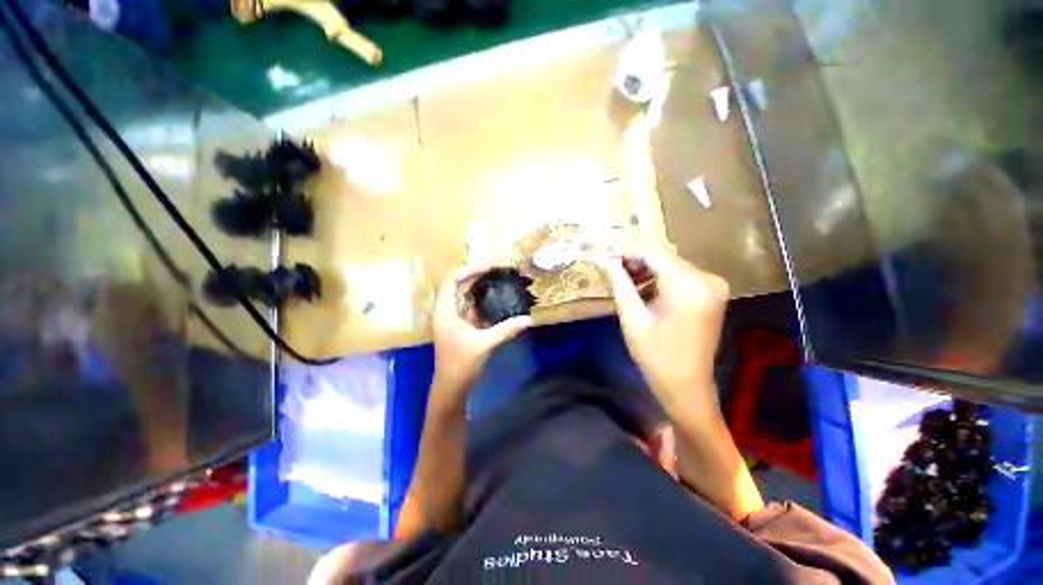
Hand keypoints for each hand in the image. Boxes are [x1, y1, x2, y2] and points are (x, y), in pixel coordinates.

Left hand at [432, 266, 531, 400]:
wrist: (451, 387)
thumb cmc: (461, 364)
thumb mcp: (484, 344)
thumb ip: (506, 330)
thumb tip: (529, 319)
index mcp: (445, 310)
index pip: (451, 279)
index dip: (469, 269)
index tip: (490, 267)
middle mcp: (448, 311)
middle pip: (460, 285)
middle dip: (479, 275)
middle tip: (500, 270)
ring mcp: (455, 319)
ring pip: (467, 296)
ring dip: (482, 287)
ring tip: (501, 279)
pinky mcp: (462, 327)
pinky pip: (472, 308)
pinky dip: (484, 301)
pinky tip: (498, 298)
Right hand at [595, 250, 728, 415]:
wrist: (687, 386)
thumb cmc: (655, 356)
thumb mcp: (631, 318)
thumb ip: (618, 283)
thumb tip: (600, 258)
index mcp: (688, 286)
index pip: (651, 251)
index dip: (623, 249)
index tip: (601, 252)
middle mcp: (707, 278)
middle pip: (662, 255)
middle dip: (632, 258)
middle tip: (608, 267)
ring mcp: (713, 284)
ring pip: (670, 263)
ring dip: (644, 267)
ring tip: (622, 279)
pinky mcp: (711, 291)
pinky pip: (679, 274)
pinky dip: (658, 276)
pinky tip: (641, 288)